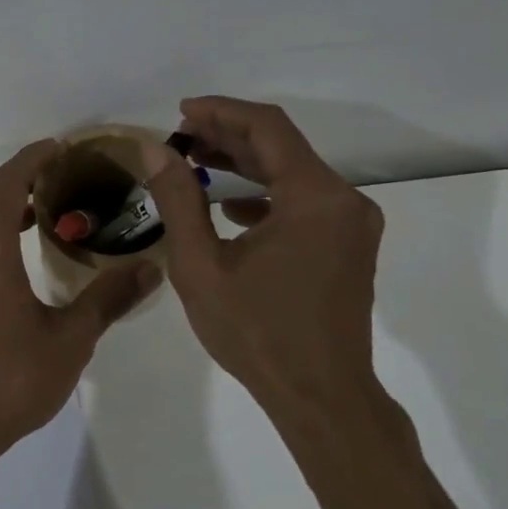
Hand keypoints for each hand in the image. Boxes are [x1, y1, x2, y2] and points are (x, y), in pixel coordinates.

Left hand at [0, 140, 159, 460]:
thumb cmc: (10, 379)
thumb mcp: (70, 339)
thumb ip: (108, 299)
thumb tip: (149, 269)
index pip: (6, 184)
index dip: (31, 159)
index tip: (58, 148)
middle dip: (16, 180)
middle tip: (54, 180)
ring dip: (1, 210)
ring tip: (40, 216)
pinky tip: (14, 263)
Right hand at [146, 96, 385, 412]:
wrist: (321, 397)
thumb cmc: (257, 333)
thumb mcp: (201, 265)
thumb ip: (179, 200)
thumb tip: (156, 149)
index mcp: (314, 197)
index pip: (267, 128)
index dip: (221, 112)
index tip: (181, 111)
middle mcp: (343, 200)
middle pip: (282, 146)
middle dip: (229, 136)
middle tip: (180, 136)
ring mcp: (351, 224)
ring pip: (293, 173)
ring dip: (245, 163)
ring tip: (196, 161)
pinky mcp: (348, 245)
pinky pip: (304, 201)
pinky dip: (265, 193)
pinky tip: (229, 205)